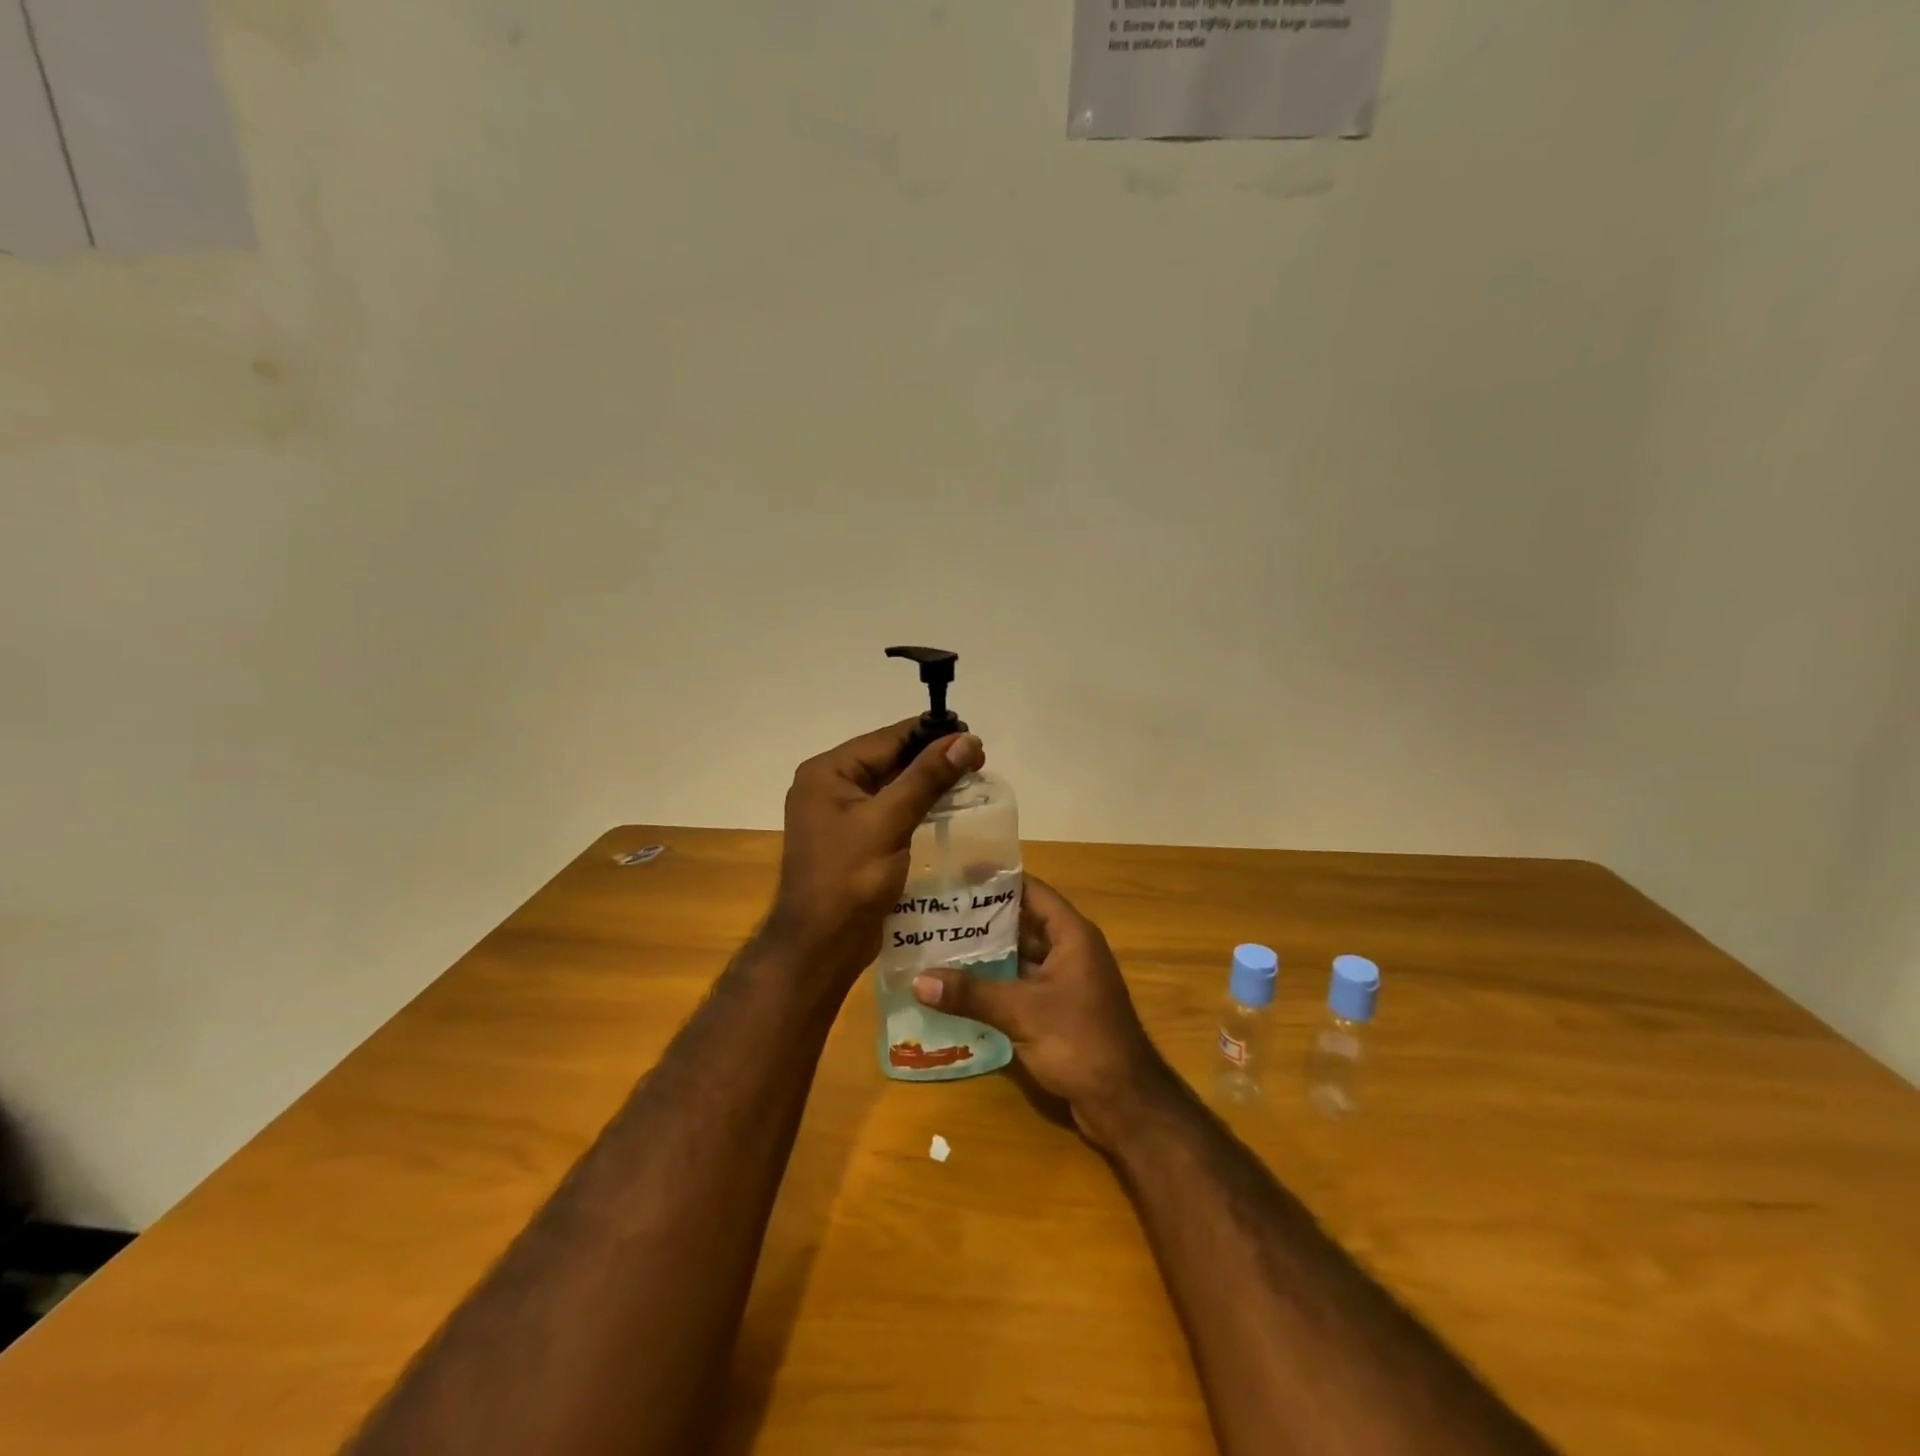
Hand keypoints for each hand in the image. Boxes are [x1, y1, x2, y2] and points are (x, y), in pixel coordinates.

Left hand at [767, 719, 985, 988]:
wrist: (821, 946)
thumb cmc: (849, 879)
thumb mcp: (889, 822)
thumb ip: (927, 778)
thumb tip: (966, 739)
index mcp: (828, 772)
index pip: (887, 739)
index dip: (931, 735)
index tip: (973, 737)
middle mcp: (830, 786)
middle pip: (889, 759)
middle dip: (932, 759)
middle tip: (979, 761)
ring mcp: (840, 814)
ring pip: (892, 785)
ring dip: (928, 783)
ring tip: (970, 780)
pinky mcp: (854, 839)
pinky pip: (890, 811)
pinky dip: (917, 806)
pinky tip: (947, 808)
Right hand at [910, 877, 1175, 1149]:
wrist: (1124, 1103)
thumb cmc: (1081, 1042)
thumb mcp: (1023, 1012)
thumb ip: (972, 994)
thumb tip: (918, 980)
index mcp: (1072, 935)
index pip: (1031, 891)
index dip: (996, 881)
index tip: (955, 876)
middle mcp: (1070, 951)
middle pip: (1021, 924)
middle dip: (981, 920)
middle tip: (935, 913)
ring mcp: (1064, 983)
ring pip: (1018, 957)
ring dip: (985, 955)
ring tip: (937, 946)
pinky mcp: (1056, 1011)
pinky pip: (1019, 986)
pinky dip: (993, 985)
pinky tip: (958, 989)